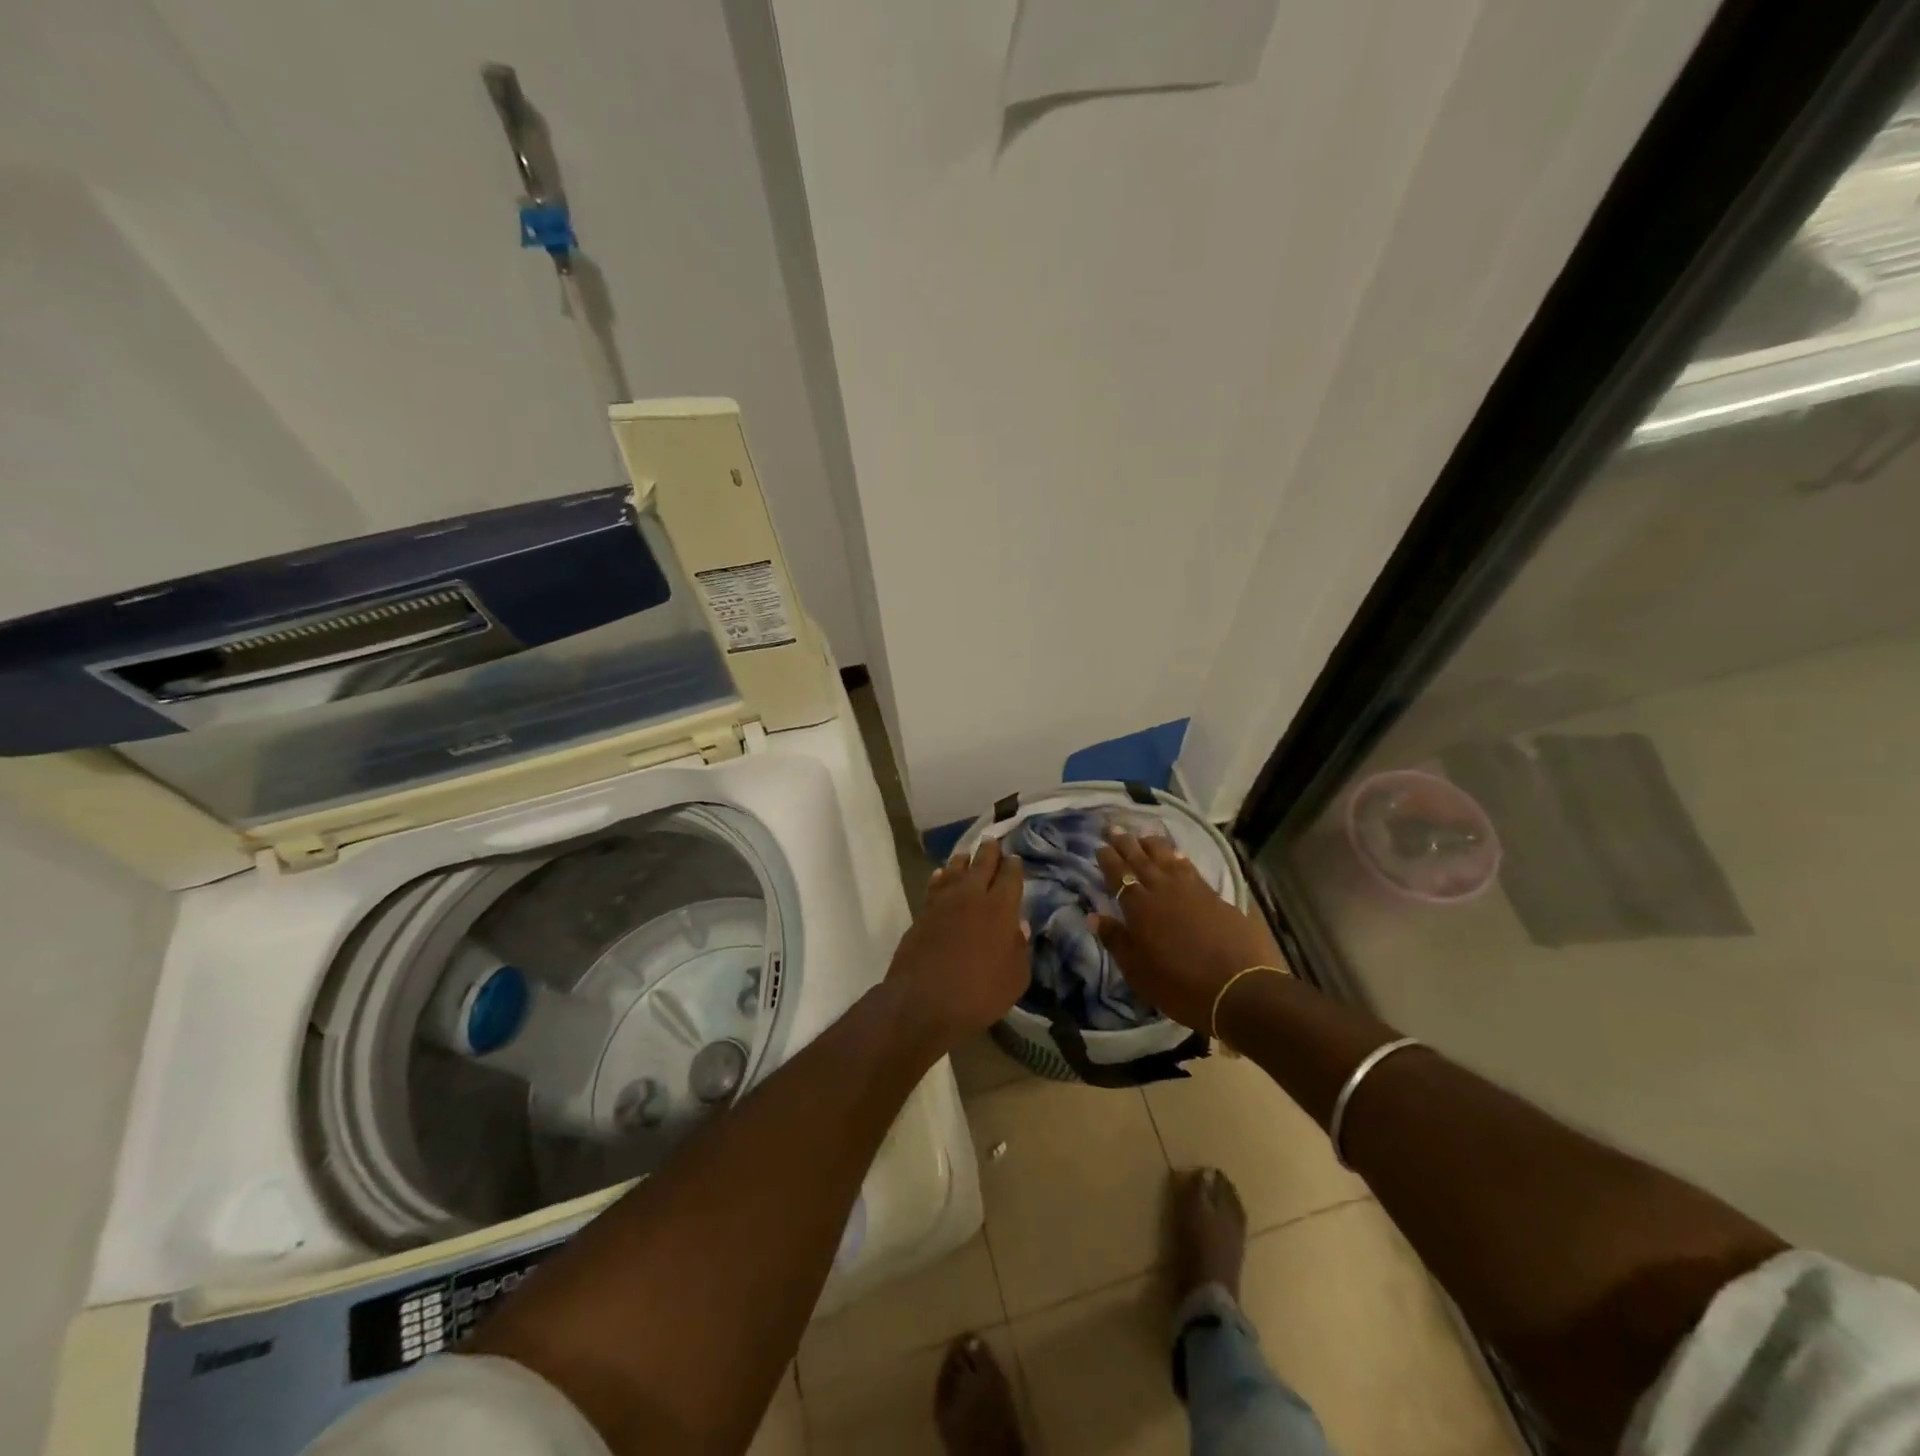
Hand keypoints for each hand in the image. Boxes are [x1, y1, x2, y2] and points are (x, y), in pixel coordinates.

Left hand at [882, 837, 1028, 1050]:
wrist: (922, 1002)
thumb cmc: (978, 994)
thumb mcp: (1014, 979)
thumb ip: (1020, 949)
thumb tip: (1018, 926)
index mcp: (1000, 908)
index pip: (1010, 876)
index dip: (1014, 865)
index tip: (1015, 859)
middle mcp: (972, 896)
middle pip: (982, 864)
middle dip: (990, 851)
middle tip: (992, 841)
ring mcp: (944, 902)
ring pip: (955, 870)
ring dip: (963, 860)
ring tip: (967, 854)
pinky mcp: (922, 912)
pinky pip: (935, 885)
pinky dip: (941, 877)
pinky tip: (941, 875)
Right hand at [1090, 830, 1286, 1031]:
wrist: (1240, 989)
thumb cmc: (1180, 985)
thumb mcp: (1138, 971)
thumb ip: (1116, 939)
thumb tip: (1093, 915)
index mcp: (1139, 907)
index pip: (1119, 875)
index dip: (1108, 859)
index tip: (1100, 846)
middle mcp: (1163, 890)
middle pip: (1141, 859)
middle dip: (1126, 843)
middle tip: (1115, 827)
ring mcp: (1192, 890)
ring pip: (1167, 858)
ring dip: (1153, 845)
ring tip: (1144, 836)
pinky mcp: (1215, 896)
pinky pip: (1190, 868)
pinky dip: (1179, 858)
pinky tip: (1177, 856)